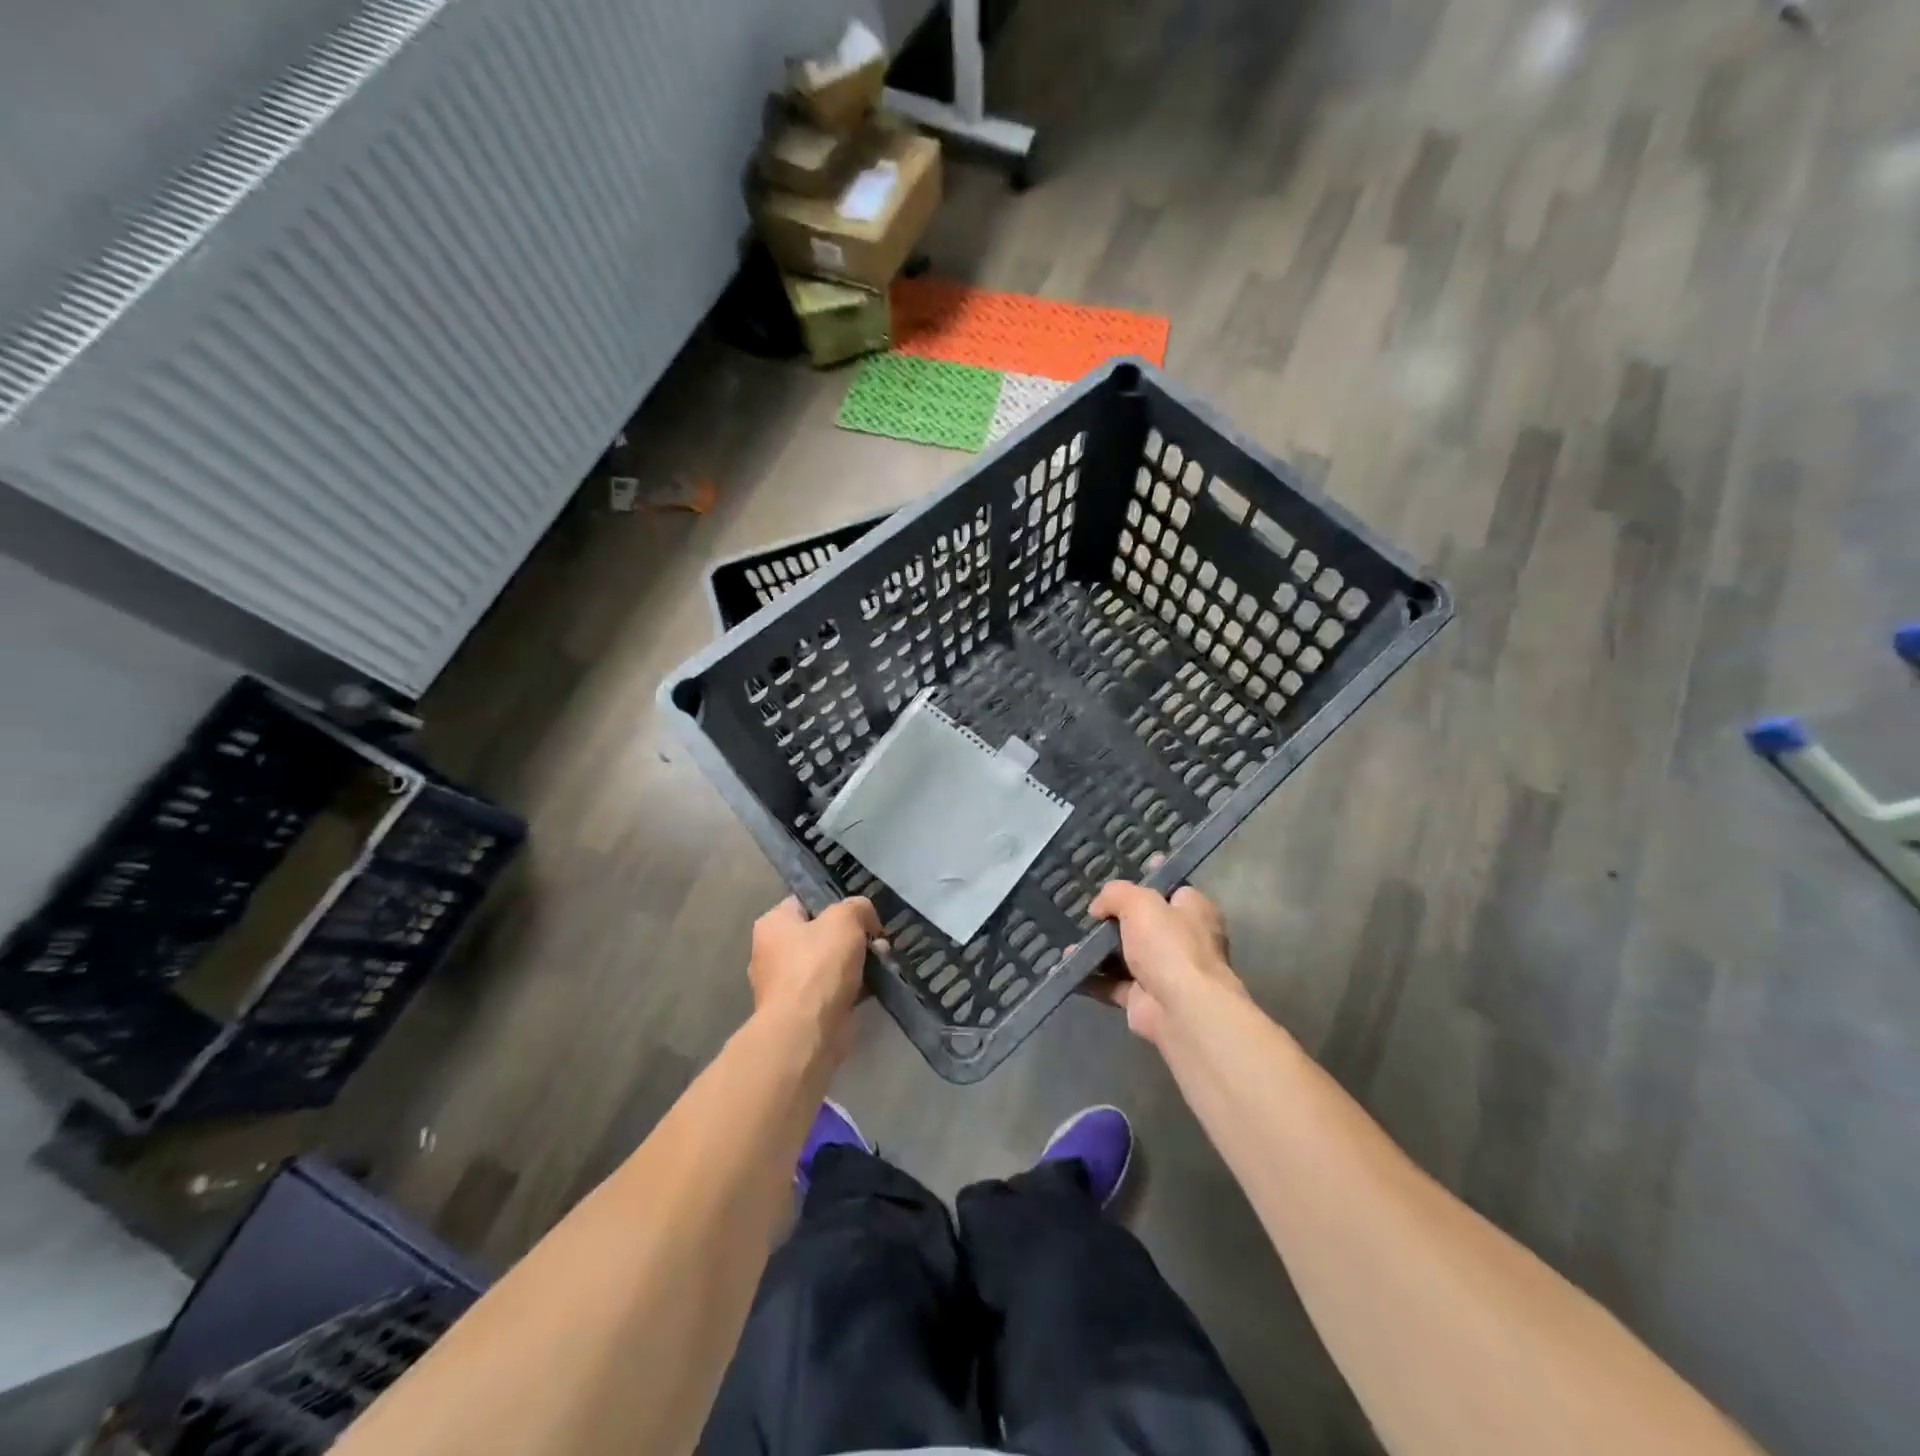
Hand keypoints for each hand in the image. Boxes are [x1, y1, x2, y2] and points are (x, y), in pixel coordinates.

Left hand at [748, 896, 882, 1035]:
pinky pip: (830, 992)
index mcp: (772, 925)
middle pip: (818, 935)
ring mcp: (784, 987)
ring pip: (827, 965)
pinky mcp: (799, 1014)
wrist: (806, 1032)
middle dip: (850, 937)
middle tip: (876, 942)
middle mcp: (771, 953)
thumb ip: (857, 907)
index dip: (835, 904)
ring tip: (881, 964)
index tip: (861, 915)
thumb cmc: (818, 966)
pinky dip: (850, 989)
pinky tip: (873, 988)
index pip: (805, 903)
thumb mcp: (845, 918)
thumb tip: (865, 918)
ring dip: (854, 964)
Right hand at [1084, 880, 1243, 1047]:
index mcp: (1193, 911)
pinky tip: (1068, 966)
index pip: (1171, 889)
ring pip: (1125, 954)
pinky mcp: (1143, 999)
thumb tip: (1098, 908)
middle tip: (1088, 912)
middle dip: (1115, 918)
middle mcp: (1182, 940)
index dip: (1148, 881)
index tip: (1121, 876)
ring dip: (1097, 949)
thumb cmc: (1169, 945)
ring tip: (1071, 941)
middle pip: (1144, 922)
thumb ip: (1116, 894)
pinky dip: (1090, 977)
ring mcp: (1163, 972)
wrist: (1181, 1010)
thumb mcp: (1140, 903)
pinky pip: (1111, 983)